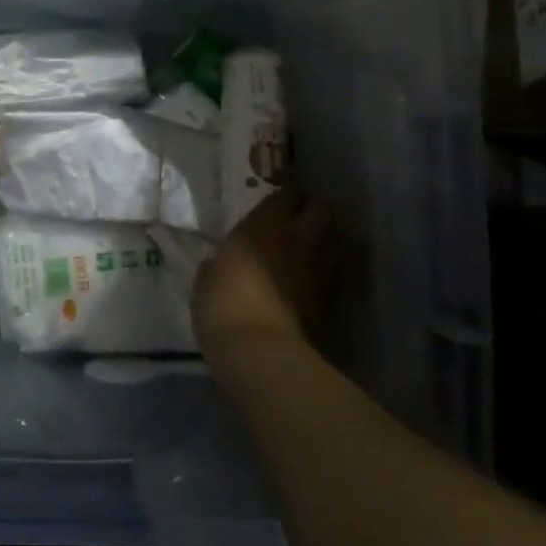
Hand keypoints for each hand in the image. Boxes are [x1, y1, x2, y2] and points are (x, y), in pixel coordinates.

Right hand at [193, 189, 333, 368]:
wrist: (259, 351)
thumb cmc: (222, 306)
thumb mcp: (208, 276)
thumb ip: (222, 261)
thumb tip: (223, 262)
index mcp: (262, 227)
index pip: (286, 195)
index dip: (285, 198)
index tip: (277, 205)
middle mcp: (296, 239)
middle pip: (321, 210)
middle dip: (313, 212)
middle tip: (300, 221)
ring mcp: (317, 268)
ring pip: (338, 239)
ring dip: (328, 240)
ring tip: (313, 248)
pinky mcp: (329, 298)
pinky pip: (336, 272)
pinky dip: (330, 270)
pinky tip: (315, 279)